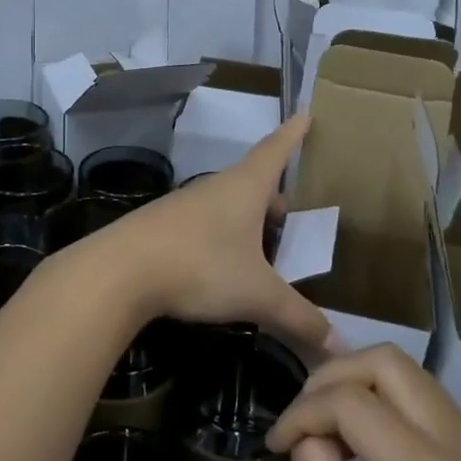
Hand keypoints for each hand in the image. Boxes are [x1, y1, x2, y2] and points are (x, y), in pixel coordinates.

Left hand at [70, 117, 330, 353]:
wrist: (119, 271)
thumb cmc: (200, 266)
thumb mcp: (257, 295)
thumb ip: (299, 318)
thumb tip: (340, 346)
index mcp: (245, 188)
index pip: (276, 150)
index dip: (293, 135)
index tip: (305, 114)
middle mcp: (215, 188)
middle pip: (252, 181)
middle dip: (274, 193)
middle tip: (291, 213)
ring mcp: (185, 205)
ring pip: (226, 203)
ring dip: (246, 218)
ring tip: (262, 246)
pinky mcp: (163, 226)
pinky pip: (204, 223)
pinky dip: (222, 236)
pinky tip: (221, 265)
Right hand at [268, 345, 460, 460]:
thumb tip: (310, 430)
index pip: (352, 401)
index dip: (303, 411)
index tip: (276, 442)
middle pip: (387, 360)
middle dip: (332, 376)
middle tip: (303, 417)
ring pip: (407, 370)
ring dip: (359, 384)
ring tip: (329, 427)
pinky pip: (423, 396)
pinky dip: (384, 400)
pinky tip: (365, 443)